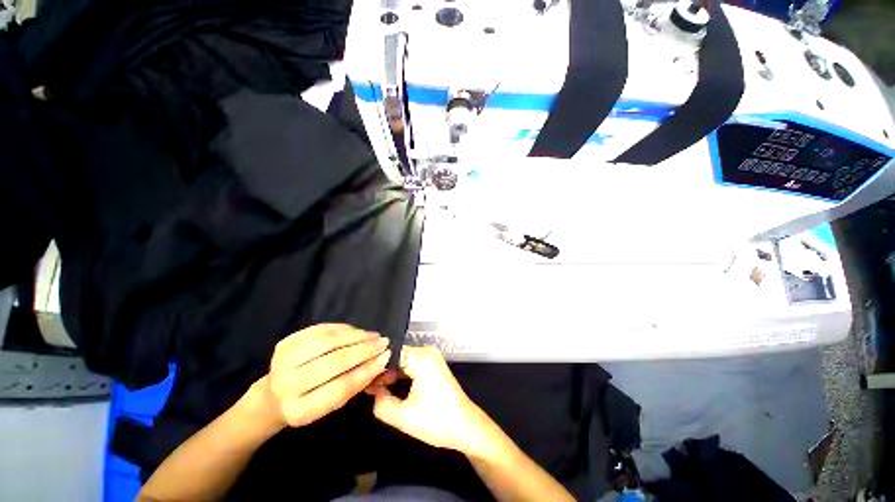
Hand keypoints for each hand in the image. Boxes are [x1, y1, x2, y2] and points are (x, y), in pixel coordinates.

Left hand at [246, 324, 390, 428]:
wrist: (271, 398)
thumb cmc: (309, 404)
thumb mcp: (330, 406)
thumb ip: (355, 385)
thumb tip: (382, 362)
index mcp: (300, 410)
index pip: (341, 387)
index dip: (367, 370)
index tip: (386, 357)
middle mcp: (287, 385)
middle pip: (334, 362)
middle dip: (364, 350)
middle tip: (383, 342)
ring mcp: (283, 361)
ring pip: (328, 341)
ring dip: (356, 336)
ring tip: (373, 336)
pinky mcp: (285, 343)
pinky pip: (321, 330)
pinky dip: (343, 329)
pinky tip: (357, 331)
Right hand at [368, 346, 495, 456]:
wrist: (466, 426)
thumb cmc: (436, 421)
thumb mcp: (403, 417)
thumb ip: (381, 403)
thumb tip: (372, 390)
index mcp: (421, 357)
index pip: (390, 353)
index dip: (374, 366)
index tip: (360, 379)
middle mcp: (427, 351)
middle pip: (396, 355)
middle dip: (381, 370)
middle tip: (364, 386)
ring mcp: (431, 357)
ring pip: (403, 360)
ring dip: (389, 373)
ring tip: (373, 388)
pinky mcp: (433, 364)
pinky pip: (411, 364)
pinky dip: (400, 374)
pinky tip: (388, 386)